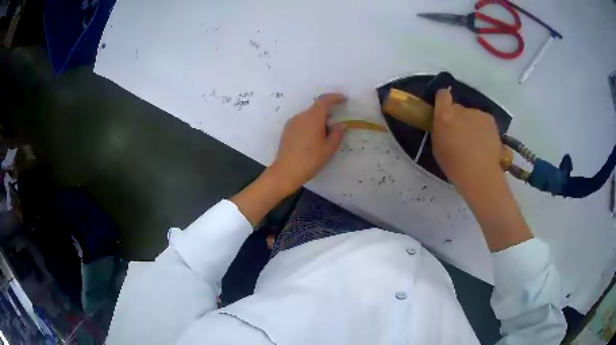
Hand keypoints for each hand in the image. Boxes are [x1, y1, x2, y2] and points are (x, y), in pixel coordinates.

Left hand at [269, 93, 346, 194]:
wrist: (286, 172)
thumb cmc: (310, 160)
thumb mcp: (329, 148)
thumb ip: (337, 134)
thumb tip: (340, 125)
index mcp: (313, 117)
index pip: (324, 100)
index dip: (335, 98)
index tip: (344, 100)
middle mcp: (301, 116)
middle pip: (316, 109)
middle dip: (328, 114)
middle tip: (335, 129)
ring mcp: (292, 123)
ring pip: (309, 117)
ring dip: (318, 122)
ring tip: (323, 139)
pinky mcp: (287, 131)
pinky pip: (302, 123)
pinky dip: (310, 126)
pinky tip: (312, 142)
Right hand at [431, 88, 502, 191]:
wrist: (480, 174)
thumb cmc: (454, 165)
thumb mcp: (438, 147)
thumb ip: (440, 129)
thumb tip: (445, 124)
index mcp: (445, 115)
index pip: (442, 95)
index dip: (442, 100)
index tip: (443, 110)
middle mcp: (461, 110)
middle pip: (458, 108)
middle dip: (458, 118)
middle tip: (460, 136)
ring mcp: (478, 114)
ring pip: (471, 115)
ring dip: (471, 124)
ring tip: (475, 144)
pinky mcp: (490, 120)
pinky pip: (483, 121)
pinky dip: (482, 129)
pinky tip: (484, 144)